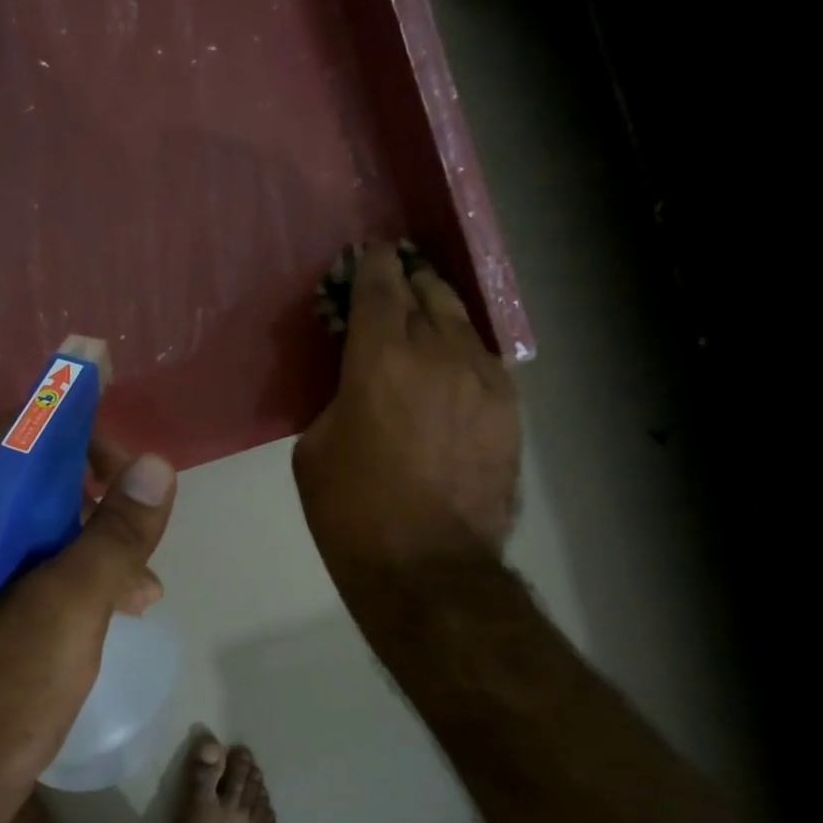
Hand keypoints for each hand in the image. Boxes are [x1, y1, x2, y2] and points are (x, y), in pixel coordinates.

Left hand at [0, 424, 176, 803]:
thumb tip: (160, 466)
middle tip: (145, 519)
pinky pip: (35, 559)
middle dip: (98, 493)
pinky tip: (125, 604)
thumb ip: (115, 535)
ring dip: (97, 537)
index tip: (131, 463)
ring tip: (145, 581)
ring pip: (41, 519)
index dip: (78, 428)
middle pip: (34, 472)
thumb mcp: (68, 611)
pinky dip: (79, 569)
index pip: (19, 430)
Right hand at [294, 243, 521, 584]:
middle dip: (408, 280)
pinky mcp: (508, 410)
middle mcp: (437, 354)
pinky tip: (451, 366)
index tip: (368, 254)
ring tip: (426, 313)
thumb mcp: (314, 449)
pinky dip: (462, 352)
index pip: (379, 286)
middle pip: (427, 292)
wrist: (428, 568)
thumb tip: (357, 385)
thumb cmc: (352, 513)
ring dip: (439, 311)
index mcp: (379, 359)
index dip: (372, 263)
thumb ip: (337, 399)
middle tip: (395, 281)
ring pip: (462, 322)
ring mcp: (483, 379)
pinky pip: (483, 361)